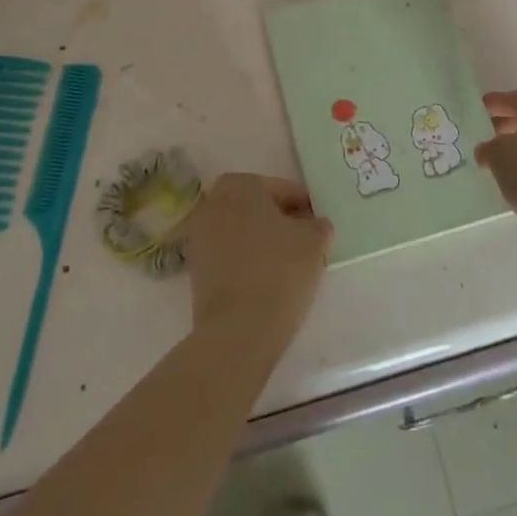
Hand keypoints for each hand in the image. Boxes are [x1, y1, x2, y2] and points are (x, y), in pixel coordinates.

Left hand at [183, 173, 333, 352]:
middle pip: (259, 208)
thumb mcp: (314, 241)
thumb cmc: (279, 271)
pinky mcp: (196, 270)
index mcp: (240, 184)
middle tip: (307, 242)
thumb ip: (318, 225)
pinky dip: (249, 262)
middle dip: (282, 222)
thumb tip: (314, 225)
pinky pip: (232, 256)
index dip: (305, 207)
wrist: (237, 330)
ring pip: (244, 232)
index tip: (320, 225)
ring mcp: (200, 236)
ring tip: (290, 265)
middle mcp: (214, 202)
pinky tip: (269, 281)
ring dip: (264, 242)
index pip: (283, 189)